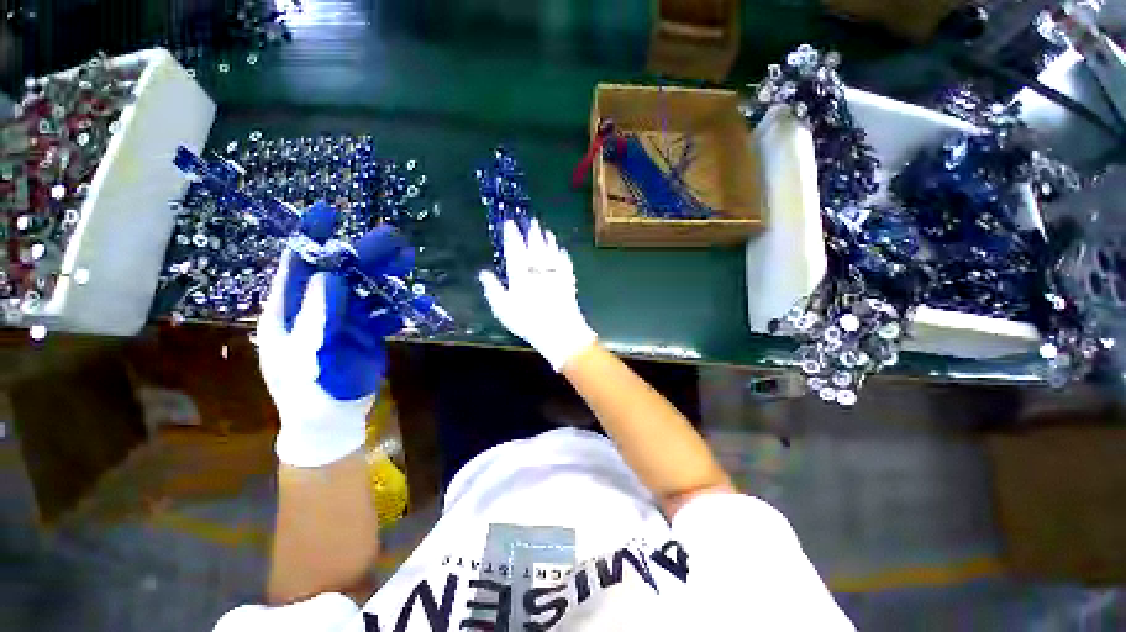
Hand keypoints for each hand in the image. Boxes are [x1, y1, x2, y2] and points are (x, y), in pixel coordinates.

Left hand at [257, 202, 412, 466]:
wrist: (331, 419)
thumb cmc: (307, 392)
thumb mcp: (306, 356)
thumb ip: (318, 318)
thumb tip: (330, 276)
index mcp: (292, 310)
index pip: (298, 265)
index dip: (311, 238)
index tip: (328, 212)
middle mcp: (320, 308)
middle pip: (343, 273)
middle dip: (365, 254)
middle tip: (392, 237)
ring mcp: (347, 320)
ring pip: (369, 289)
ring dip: (388, 276)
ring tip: (408, 261)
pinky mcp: (369, 332)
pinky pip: (388, 314)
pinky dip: (403, 308)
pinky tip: (420, 304)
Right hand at [479, 219, 595, 370]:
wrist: (559, 330)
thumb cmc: (527, 321)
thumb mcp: (503, 308)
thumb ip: (492, 288)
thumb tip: (483, 272)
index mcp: (521, 273)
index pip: (515, 248)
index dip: (512, 234)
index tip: (510, 222)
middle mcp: (539, 268)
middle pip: (536, 245)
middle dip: (532, 232)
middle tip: (532, 220)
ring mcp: (555, 273)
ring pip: (551, 251)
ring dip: (548, 239)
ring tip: (547, 231)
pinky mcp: (568, 280)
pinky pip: (565, 263)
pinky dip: (563, 255)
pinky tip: (562, 251)